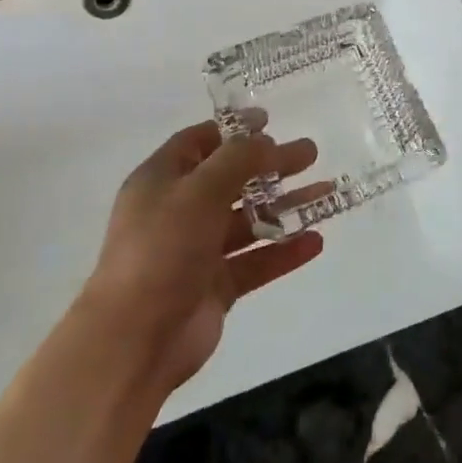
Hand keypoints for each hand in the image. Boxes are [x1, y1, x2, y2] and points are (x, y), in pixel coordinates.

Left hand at [78, 117, 324, 399]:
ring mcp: (197, 251)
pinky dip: (285, 251)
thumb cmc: (161, 250)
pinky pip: (256, 261)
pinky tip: (316, 240)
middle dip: (271, 165)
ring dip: (286, 206)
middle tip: (310, 153)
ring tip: (327, 192)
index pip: (198, 143)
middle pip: (232, 179)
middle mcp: (178, 211)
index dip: (233, 130)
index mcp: (161, 181)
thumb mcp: (200, 190)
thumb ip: (238, 159)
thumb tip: (266, 141)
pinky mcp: (215, 287)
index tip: (270, 121)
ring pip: (250, 220)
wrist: (134, 341)